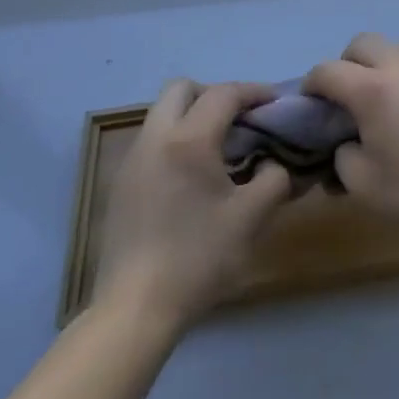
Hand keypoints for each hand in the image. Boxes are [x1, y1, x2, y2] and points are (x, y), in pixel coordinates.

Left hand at [94, 80, 292, 329]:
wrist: (135, 309)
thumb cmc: (198, 258)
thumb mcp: (252, 217)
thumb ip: (274, 179)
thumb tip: (278, 164)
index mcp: (189, 140)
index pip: (224, 94)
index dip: (254, 92)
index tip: (276, 104)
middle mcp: (155, 139)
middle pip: (181, 89)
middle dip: (215, 94)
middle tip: (241, 120)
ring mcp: (132, 161)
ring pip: (162, 113)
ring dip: (193, 116)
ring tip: (221, 148)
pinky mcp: (120, 185)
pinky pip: (152, 140)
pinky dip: (176, 140)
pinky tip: (194, 176)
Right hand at [303, 35, 398, 238]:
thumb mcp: (362, 184)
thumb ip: (342, 155)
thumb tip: (346, 141)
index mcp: (371, 88)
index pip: (327, 71)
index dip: (312, 85)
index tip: (311, 104)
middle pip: (362, 43)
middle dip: (347, 64)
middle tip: (348, 96)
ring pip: (397, 47)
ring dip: (382, 64)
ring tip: (386, 97)